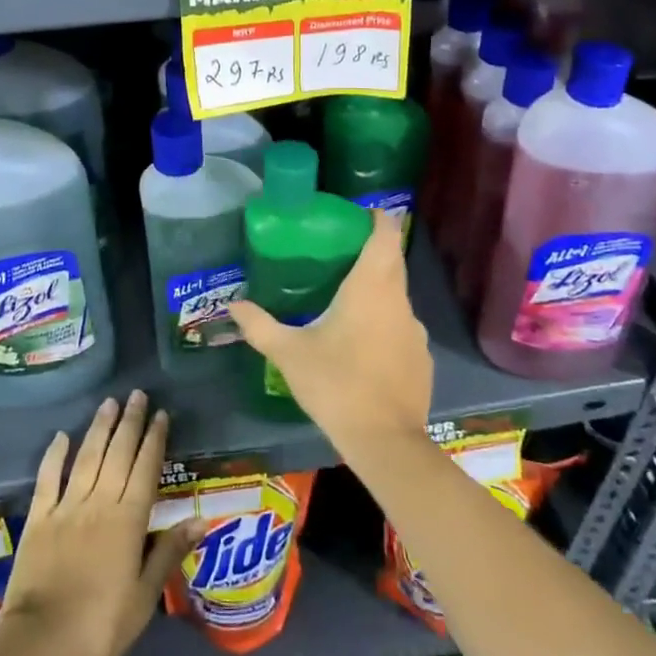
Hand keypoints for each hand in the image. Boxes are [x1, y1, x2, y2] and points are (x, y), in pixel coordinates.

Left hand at [0, 391, 204, 655]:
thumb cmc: (100, 625)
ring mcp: (67, 506)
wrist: (42, 641)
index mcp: (128, 520)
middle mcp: (100, 502)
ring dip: (99, 428)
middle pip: (118, 453)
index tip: (161, 414)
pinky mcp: (39, 517)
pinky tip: (60, 436)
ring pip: (87, 457)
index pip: (146, 469)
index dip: (154, 440)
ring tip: (109, 402)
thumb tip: (201, 519)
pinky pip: (48, 478)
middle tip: (138, 395)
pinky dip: (54, 454)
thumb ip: (169, 553)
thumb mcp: (144, 597)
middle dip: (130, 422)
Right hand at [227, 209, 433, 460]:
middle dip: (374, 251)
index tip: (362, 213)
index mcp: (371, 288)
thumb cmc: (336, 384)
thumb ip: (260, 325)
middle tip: (341, 252)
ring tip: (347, 301)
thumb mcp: (289, 353)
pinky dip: (385, 325)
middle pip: (393, 262)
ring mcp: (415, 332)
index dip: (379, 218)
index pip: (385, 236)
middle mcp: (399, 301)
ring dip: (378, 291)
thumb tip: (232, 304)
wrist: (385, 442)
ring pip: (397, 298)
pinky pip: (402, 329)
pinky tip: (364, 346)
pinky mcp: (422, 359)